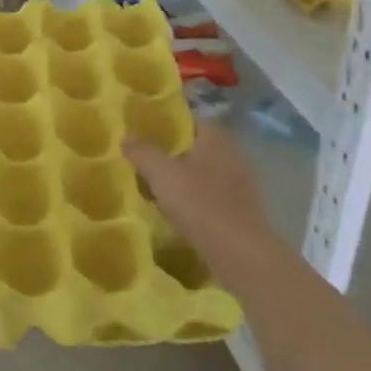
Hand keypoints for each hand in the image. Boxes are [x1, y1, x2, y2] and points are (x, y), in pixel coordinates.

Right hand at [123, 123, 278, 284]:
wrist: (239, 252)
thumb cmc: (200, 203)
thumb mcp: (162, 173)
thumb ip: (142, 152)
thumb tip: (126, 138)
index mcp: (216, 137)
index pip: (190, 119)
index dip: (167, 123)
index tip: (144, 132)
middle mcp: (233, 153)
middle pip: (197, 146)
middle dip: (174, 152)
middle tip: (146, 160)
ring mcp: (242, 181)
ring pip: (205, 171)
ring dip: (185, 177)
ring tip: (157, 188)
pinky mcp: (243, 208)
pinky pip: (213, 195)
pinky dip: (197, 199)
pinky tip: (179, 212)